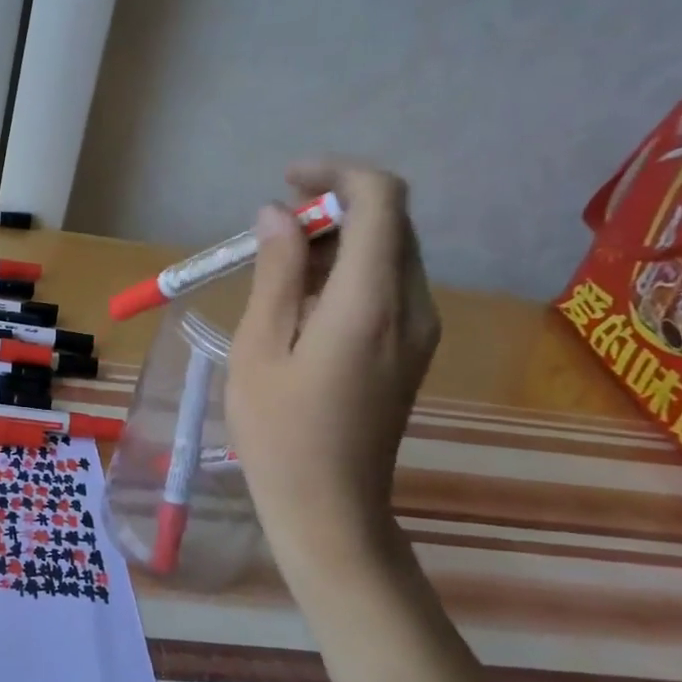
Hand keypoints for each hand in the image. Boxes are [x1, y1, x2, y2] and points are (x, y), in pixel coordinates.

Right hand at [226, 162, 440, 564]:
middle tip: (272, 231)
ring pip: (390, 251)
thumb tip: (277, 212)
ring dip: (338, 241)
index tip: (286, 182)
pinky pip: (389, 285)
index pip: (382, 199)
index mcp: (371, 302)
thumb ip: (275, 272)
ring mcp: (420, 329)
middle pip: (390, 221)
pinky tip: (304, 303)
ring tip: (278, 270)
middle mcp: (413, 306)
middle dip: (333, 207)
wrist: (330, 508)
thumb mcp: (260, 346)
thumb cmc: (279, 432)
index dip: (336, 172)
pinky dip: (348, 272)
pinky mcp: (413, 348)